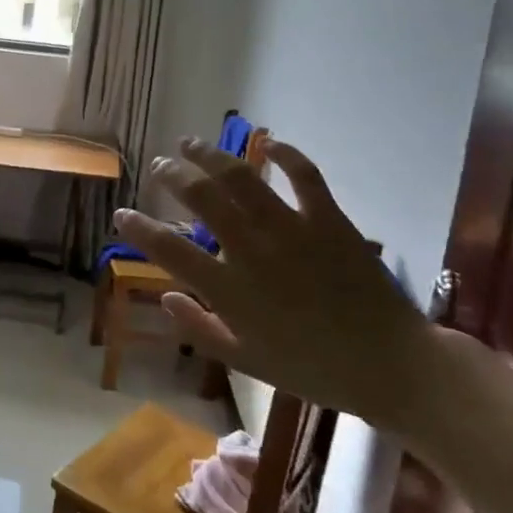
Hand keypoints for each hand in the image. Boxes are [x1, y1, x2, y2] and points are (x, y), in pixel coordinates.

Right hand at [115, 138, 432, 427]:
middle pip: (202, 198)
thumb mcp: (246, 362)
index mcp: (230, 291)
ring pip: (242, 178)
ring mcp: (292, 230)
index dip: (139, 228)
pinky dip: (286, 155)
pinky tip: (269, 143)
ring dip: (211, 155)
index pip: (168, 250)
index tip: (122, 213)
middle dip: (172, 176)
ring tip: (191, 143)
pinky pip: (304, 176)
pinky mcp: (329, 220)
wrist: (390, 366)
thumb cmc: (313, 369)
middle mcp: (253, 251)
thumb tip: (166, 297)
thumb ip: (200, 329)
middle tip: (160, 165)